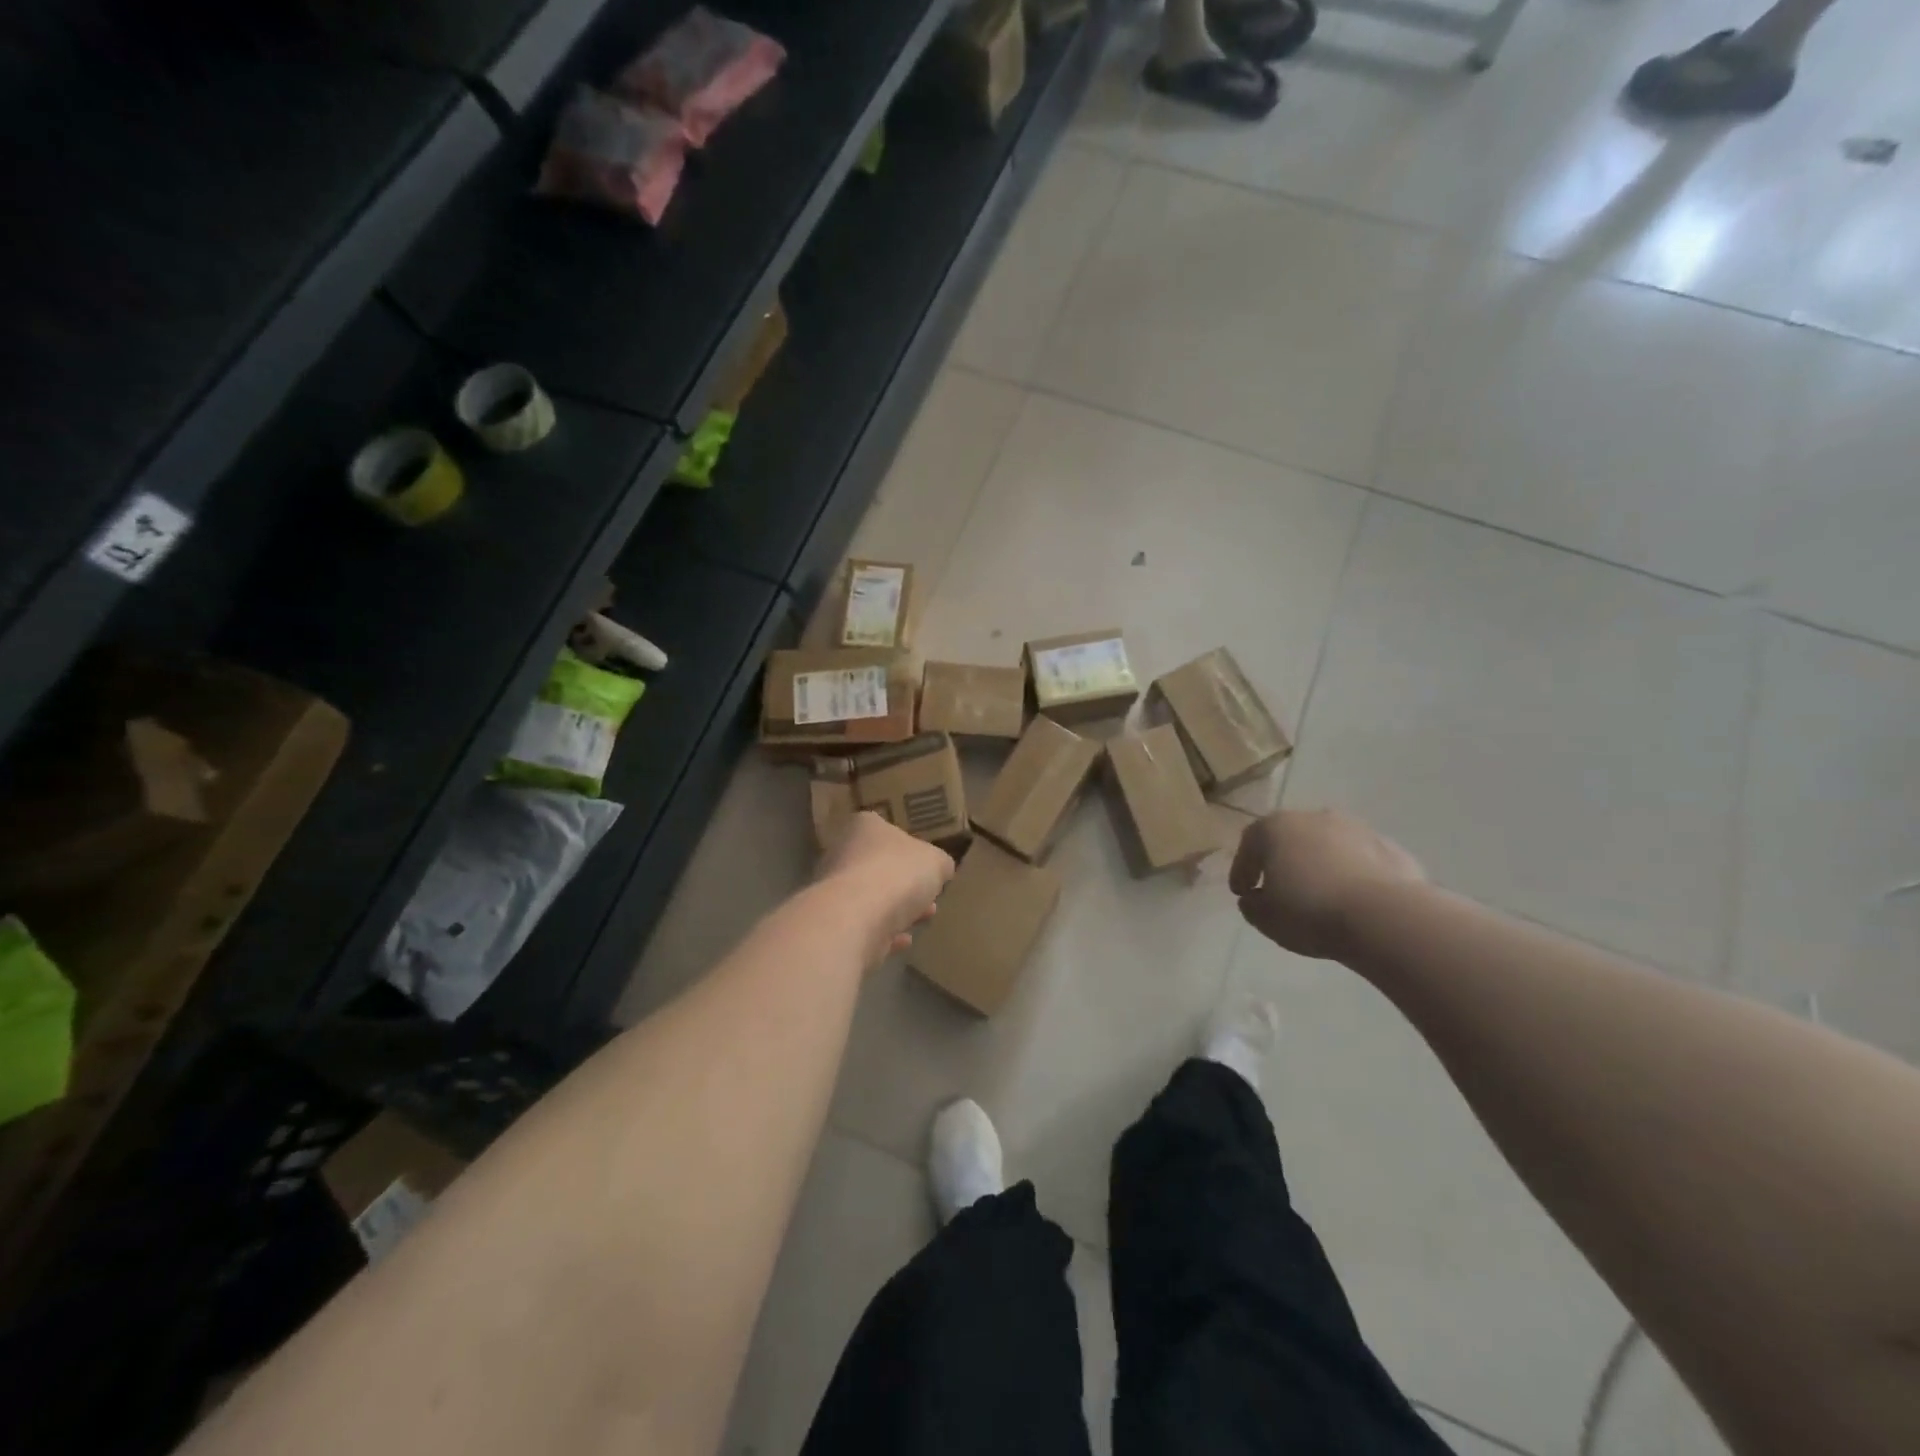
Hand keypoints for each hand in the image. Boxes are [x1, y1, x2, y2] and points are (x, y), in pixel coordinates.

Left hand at [816, 812, 954, 966]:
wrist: (856, 918)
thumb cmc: (897, 874)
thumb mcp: (936, 862)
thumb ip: (939, 863)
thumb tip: (940, 868)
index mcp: (864, 827)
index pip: (887, 831)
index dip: (911, 849)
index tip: (928, 866)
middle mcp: (842, 853)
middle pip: (879, 866)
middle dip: (906, 883)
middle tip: (930, 895)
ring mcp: (834, 889)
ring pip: (871, 897)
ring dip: (898, 909)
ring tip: (925, 917)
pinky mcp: (834, 923)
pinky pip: (864, 925)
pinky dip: (884, 932)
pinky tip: (905, 940)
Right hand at [1229, 809, 1424, 958]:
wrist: (1384, 917)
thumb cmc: (1309, 911)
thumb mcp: (1265, 917)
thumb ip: (1253, 904)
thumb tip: (1255, 898)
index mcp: (1275, 827)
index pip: (1249, 844)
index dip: (1242, 869)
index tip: (1241, 892)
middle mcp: (1314, 818)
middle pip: (1290, 838)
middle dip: (1283, 861)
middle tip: (1279, 889)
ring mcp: (1356, 829)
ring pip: (1328, 846)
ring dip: (1320, 865)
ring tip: (1321, 896)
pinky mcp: (1390, 848)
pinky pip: (1360, 860)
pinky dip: (1352, 875)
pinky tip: (1353, 900)